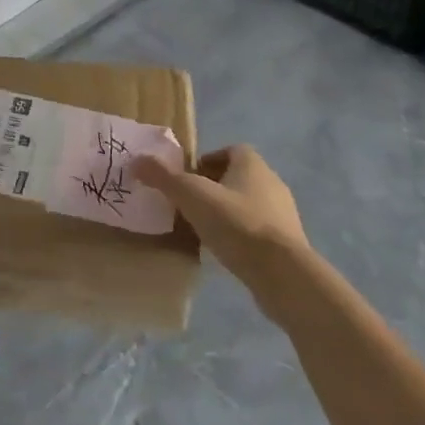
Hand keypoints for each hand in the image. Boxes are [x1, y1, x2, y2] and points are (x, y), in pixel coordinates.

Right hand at [135, 146, 305, 290]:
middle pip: (239, 177)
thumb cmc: (236, 223)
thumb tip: (136, 161)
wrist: (283, 274)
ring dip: (228, 213)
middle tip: (190, 203)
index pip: (231, 150)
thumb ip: (163, 177)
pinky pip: (259, 232)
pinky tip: (224, 252)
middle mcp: (272, 183)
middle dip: (215, 187)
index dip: (209, 160)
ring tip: (203, 230)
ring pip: (249, 205)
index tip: (189, 178)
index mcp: (252, 164)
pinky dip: (241, 237)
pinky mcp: (288, 245)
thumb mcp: (191, 196)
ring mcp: (284, 216)